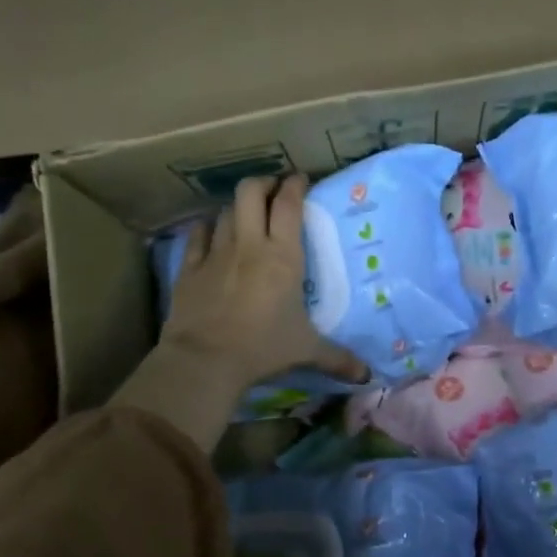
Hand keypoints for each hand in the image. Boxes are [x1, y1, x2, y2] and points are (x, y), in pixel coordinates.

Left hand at [161, 174, 368, 390]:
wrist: (205, 360)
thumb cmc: (262, 348)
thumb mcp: (306, 351)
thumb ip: (337, 359)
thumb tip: (367, 376)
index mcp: (282, 257)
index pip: (289, 206)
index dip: (295, 186)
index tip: (300, 180)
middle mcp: (249, 245)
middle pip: (251, 192)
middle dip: (263, 184)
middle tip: (273, 191)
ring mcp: (215, 253)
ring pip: (225, 212)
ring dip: (237, 207)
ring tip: (246, 214)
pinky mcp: (189, 268)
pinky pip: (197, 236)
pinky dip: (206, 228)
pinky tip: (210, 231)